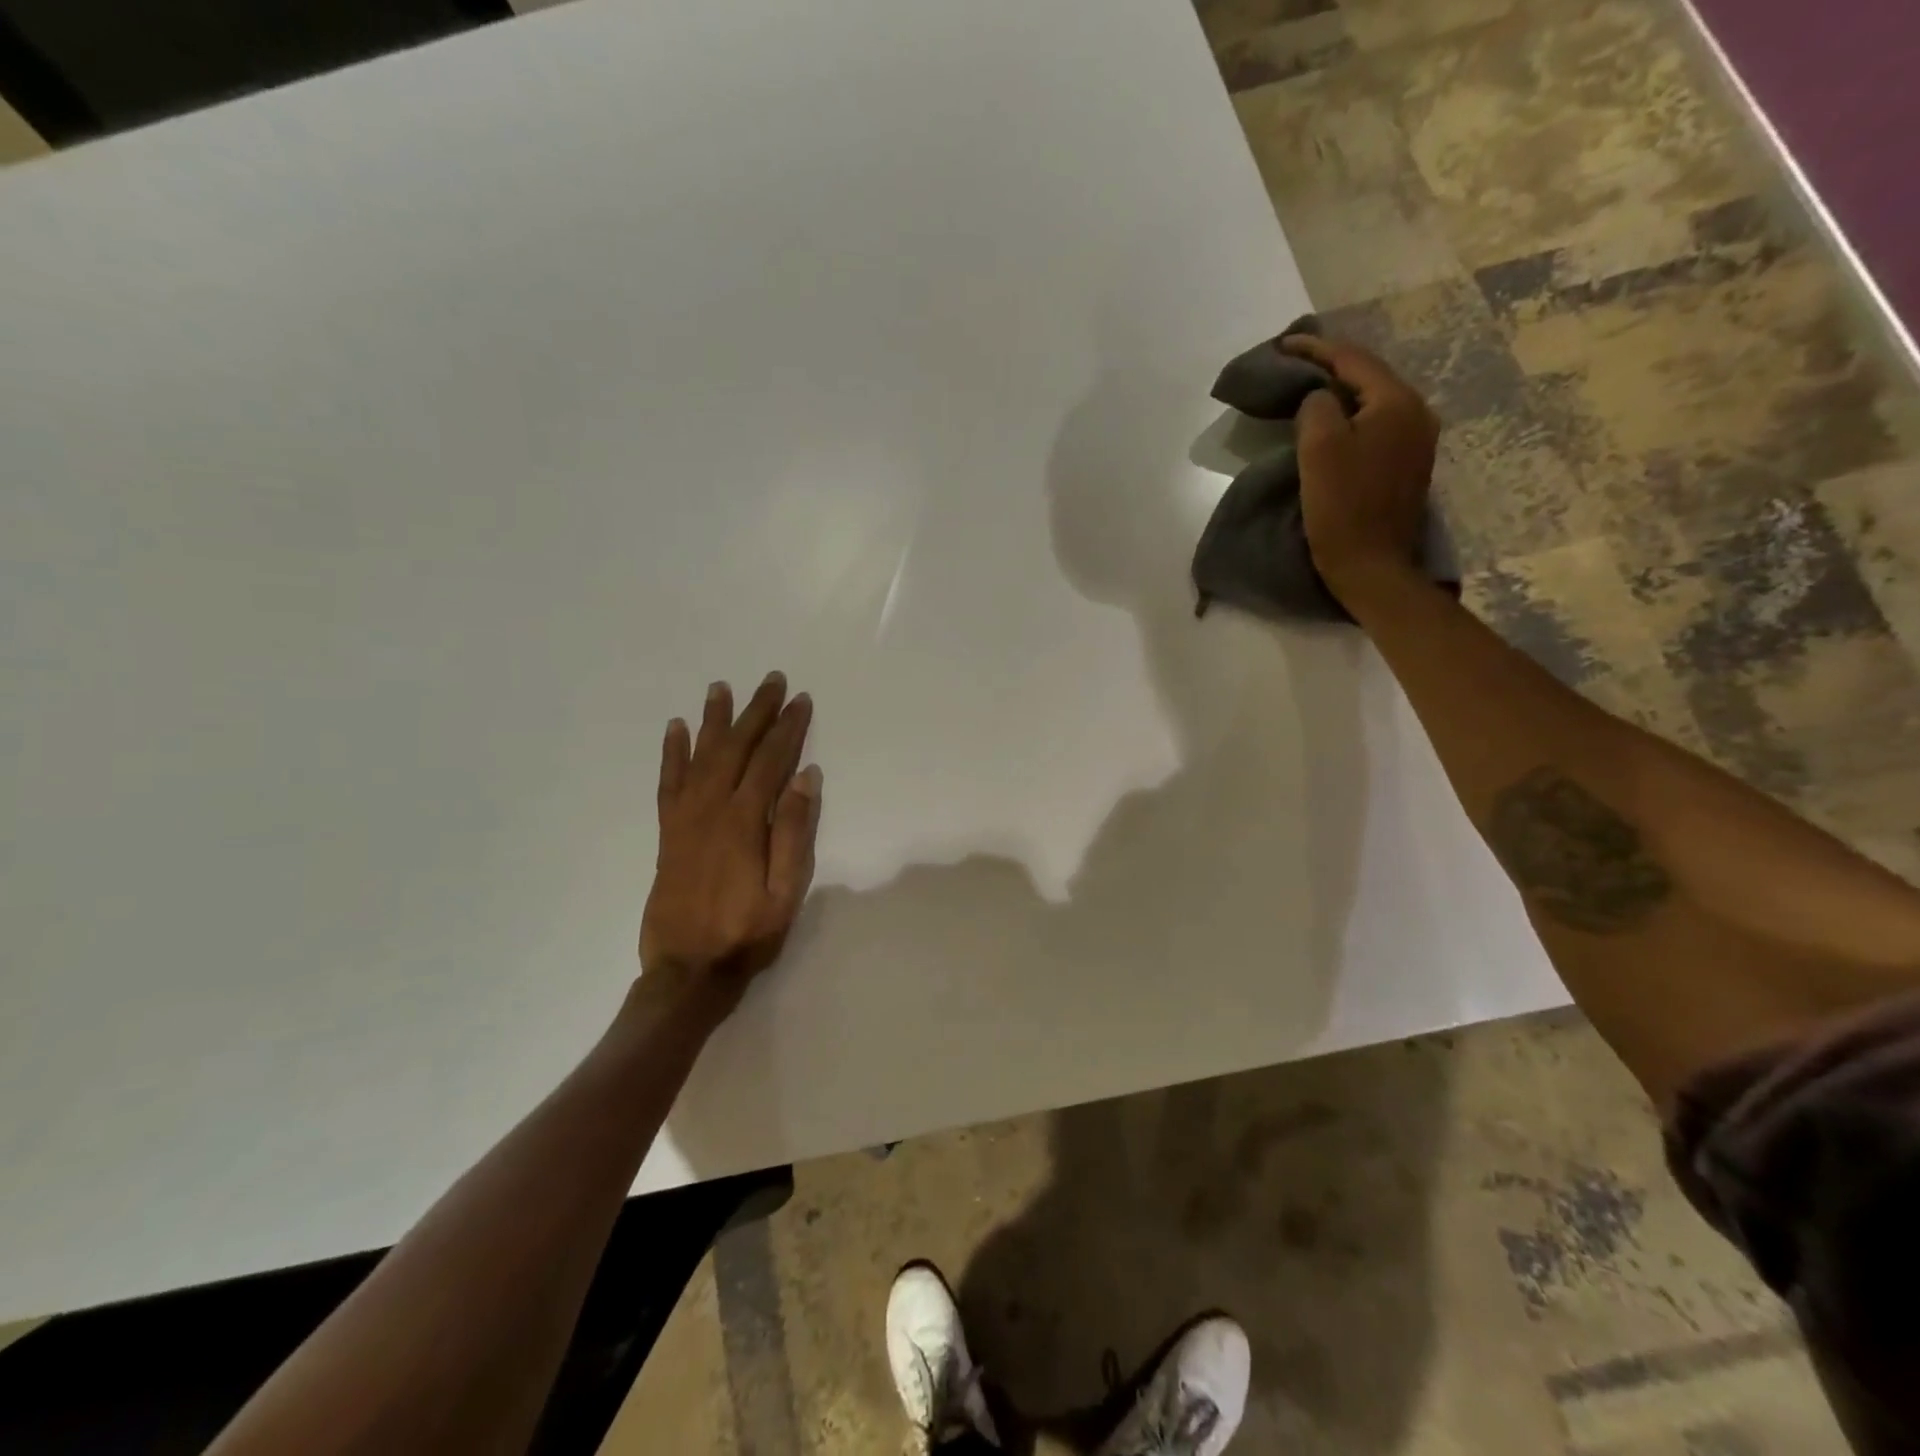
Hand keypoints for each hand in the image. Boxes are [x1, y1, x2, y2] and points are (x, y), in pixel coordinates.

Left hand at [639, 672, 821, 1010]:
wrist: (687, 970)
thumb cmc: (746, 933)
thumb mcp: (786, 891)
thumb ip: (794, 832)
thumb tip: (806, 778)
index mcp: (744, 822)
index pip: (770, 761)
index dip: (788, 728)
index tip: (801, 699)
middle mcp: (711, 809)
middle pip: (735, 748)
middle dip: (756, 712)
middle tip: (771, 680)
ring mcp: (685, 819)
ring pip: (700, 756)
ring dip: (713, 720)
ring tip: (721, 687)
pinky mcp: (668, 832)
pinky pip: (668, 782)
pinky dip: (672, 753)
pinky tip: (676, 730)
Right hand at [1283, 335, 1441, 603]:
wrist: (1372, 566)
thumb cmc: (1342, 508)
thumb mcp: (1319, 450)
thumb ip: (1316, 408)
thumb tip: (1319, 399)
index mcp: (1396, 402)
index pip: (1352, 360)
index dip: (1314, 349)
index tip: (1281, 345)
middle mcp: (1416, 412)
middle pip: (1368, 376)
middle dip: (1329, 365)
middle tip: (1293, 362)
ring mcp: (1416, 440)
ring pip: (1373, 400)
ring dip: (1340, 391)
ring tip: (1308, 388)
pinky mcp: (1407, 465)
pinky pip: (1376, 424)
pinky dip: (1350, 415)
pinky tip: (1332, 422)